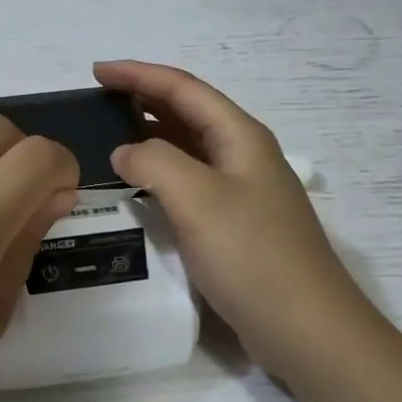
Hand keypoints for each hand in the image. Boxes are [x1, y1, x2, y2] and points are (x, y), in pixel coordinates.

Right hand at [94, 61, 372, 371]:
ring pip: (189, 149)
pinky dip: (160, 175)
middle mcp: (243, 156)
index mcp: (240, 136)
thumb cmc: (252, 255)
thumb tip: (125, 152)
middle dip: (144, 100)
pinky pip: (190, 184)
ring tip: (109, 138)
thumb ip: (154, 162)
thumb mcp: (197, 198)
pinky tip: (137, 188)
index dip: (139, 75)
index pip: (183, 88)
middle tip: (97, 103)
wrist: (306, 329)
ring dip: (151, 137)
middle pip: (188, 113)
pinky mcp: (235, 226)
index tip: (96, 72)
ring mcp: (242, 192)